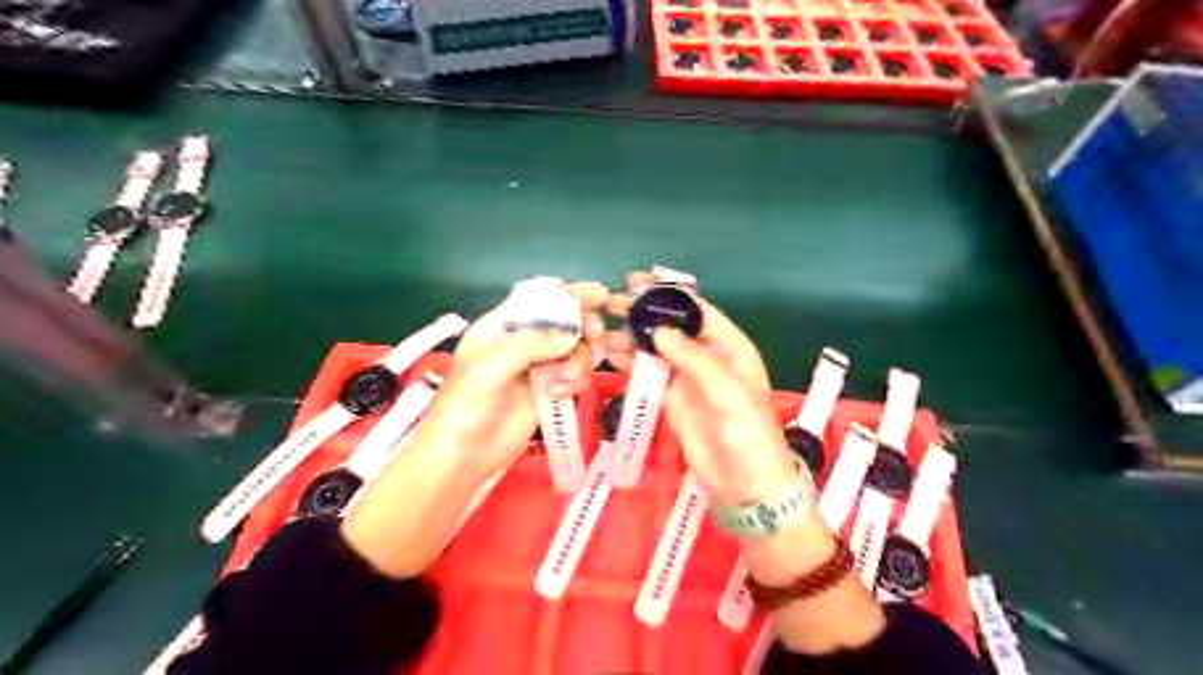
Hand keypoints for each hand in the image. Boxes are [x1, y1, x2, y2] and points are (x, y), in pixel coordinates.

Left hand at [408, 279, 612, 479]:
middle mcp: (524, 341)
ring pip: (575, 350)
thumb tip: (571, 335)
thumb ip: (530, 345)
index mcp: (502, 326)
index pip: (540, 299)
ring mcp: (538, 367)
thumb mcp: (490, 369)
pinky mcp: (549, 391)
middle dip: (583, 328)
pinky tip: (558, 394)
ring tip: (564, 381)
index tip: (601, 294)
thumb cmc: (465, 407)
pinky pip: (575, 375)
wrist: (463, 458)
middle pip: (566, 322)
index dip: (570, 294)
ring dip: (578, 361)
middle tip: (595, 338)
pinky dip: (575, 381)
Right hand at [611, 268, 795, 505]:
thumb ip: (694, 358)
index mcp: (729, 346)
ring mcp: (687, 378)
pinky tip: (610, 355)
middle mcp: (706, 356)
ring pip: (655, 349)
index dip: (669, 294)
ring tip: (602, 330)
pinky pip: (648, 374)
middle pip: (672, 326)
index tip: (638, 282)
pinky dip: (630, 363)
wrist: (744, 482)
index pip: (697, 310)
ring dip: (631, 338)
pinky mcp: (671, 398)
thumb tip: (659, 329)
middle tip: (611, 303)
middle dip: (644, 313)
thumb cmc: (747, 432)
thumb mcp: (727, 391)